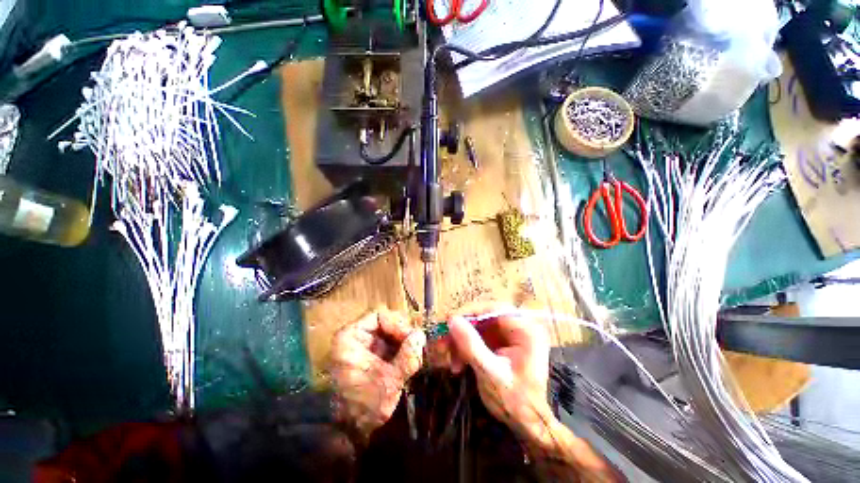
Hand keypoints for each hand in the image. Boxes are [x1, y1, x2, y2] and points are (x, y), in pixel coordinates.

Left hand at [329, 308, 425, 435]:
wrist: (352, 433)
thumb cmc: (365, 405)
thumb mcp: (389, 380)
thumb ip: (407, 356)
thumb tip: (421, 335)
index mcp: (350, 337)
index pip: (378, 316)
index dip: (398, 324)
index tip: (412, 338)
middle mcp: (356, 337)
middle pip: (385, 322)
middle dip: (403, 333)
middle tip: (417, 346)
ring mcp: (364, 346)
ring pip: (390, 332)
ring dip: (405, 341)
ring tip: (416, 354)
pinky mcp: (372, 355)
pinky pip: (390, 343)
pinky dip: (402, 349)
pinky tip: (410, 360)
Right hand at [446, 308, 625, 481]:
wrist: (526, 424)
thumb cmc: (515, 401)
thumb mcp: (491, 373)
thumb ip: (472, 346)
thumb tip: (452, 320)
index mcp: (526, 330)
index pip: (493, 309)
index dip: (469, 313)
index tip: (449, 322)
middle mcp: (519, 326)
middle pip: (484, 317)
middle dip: (462, 331)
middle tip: (444, 343)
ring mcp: (509, 334)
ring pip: (478, 327)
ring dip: (461, 341)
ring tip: (449, 360)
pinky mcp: (501, 343)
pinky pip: (479, 337)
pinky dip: (466, 348)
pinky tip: (458, 363)